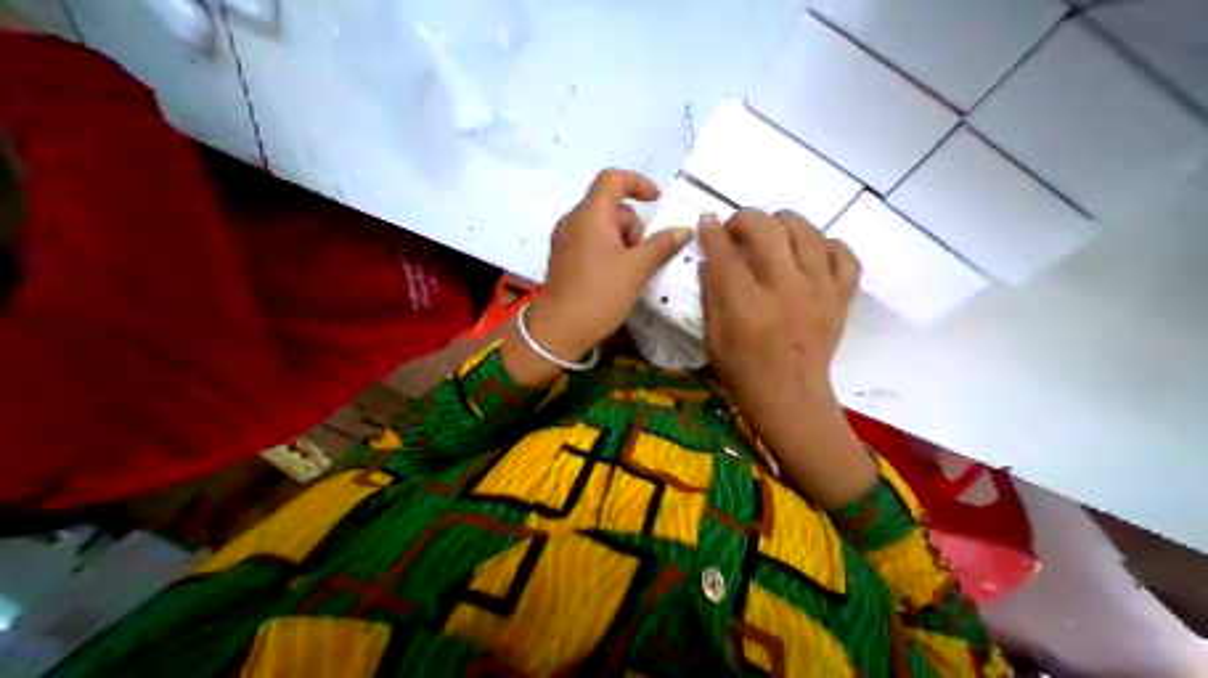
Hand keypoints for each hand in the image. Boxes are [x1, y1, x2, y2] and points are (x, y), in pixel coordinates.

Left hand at [502, 169, 687, 385]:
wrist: (560, 330)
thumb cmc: (599, 296)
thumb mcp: (636, 270)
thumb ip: (662, 245)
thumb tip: (684, 229)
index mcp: (589, 216)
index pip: (612, 179)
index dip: (637, 182)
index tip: (656, 200)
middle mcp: (573, 221)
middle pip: (611, 208)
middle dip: (632, 229)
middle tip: (639, 259)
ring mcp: (565, 240)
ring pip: (602, 228)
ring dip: (622, 243)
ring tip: (627, 273)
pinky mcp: (563, 258)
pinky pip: (591, 243)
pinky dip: (608, 251)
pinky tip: (614, 276)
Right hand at [698, 210, 877, 506]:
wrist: (790, 398)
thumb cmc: (742, 372)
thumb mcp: (712, 337)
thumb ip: (710, 294)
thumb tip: (709, 259)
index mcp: (746, 305)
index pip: (725, 253)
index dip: (712, 232)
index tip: (706, 222)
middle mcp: (785, 289)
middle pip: (767, 229)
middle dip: (745, 218)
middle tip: (735, 229)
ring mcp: (820, 290)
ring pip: (806, 230)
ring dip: (782, 223)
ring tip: (769, 234)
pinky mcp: (841, 297)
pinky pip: (843, 253)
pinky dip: (823, 244)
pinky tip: (807, 253)